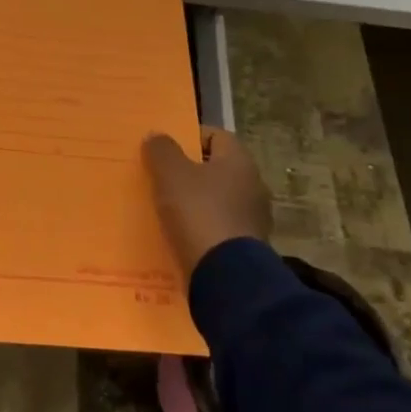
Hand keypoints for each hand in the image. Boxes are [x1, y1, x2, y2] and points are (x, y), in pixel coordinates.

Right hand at [142, 127, 272, 268]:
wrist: (224, 275)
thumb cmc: (198, 212)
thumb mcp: (170, 174)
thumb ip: (161, 150)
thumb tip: (157, 136)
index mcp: (239, 162)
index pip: (216, 136)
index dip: (189, 137)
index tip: (163, 148)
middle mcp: (253, 186)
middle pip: (216, 169)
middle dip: (188, 171)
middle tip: (158, 176)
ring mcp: (252, 218)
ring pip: (216, 199)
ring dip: (194, 201)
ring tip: (163, 207)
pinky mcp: (246, 247)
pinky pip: (217, 227)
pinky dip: (199, 227)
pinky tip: (178, 233)